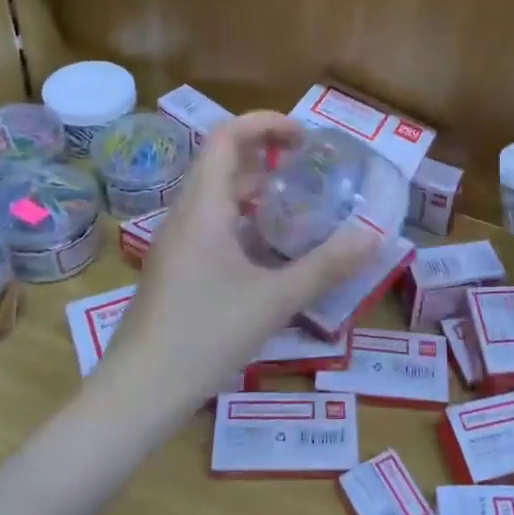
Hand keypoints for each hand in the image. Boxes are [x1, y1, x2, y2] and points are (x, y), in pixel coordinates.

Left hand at [105, 112, 381, 409]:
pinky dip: (241, 216)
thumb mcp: (275, 300)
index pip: (226, 136)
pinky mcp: (175, 267)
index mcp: (203, 207)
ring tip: (296, 199)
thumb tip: (374, 236)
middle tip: (307, 163)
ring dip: (253, 185)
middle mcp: (185, 214)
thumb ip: (326, 266)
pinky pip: (210, 222)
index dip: (265, 123)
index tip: (304, 137)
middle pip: (220, 159)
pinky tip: (268, 247)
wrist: (139, 391)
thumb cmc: (206, 335)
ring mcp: (176, 242)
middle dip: (264, 151)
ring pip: (214, 193)